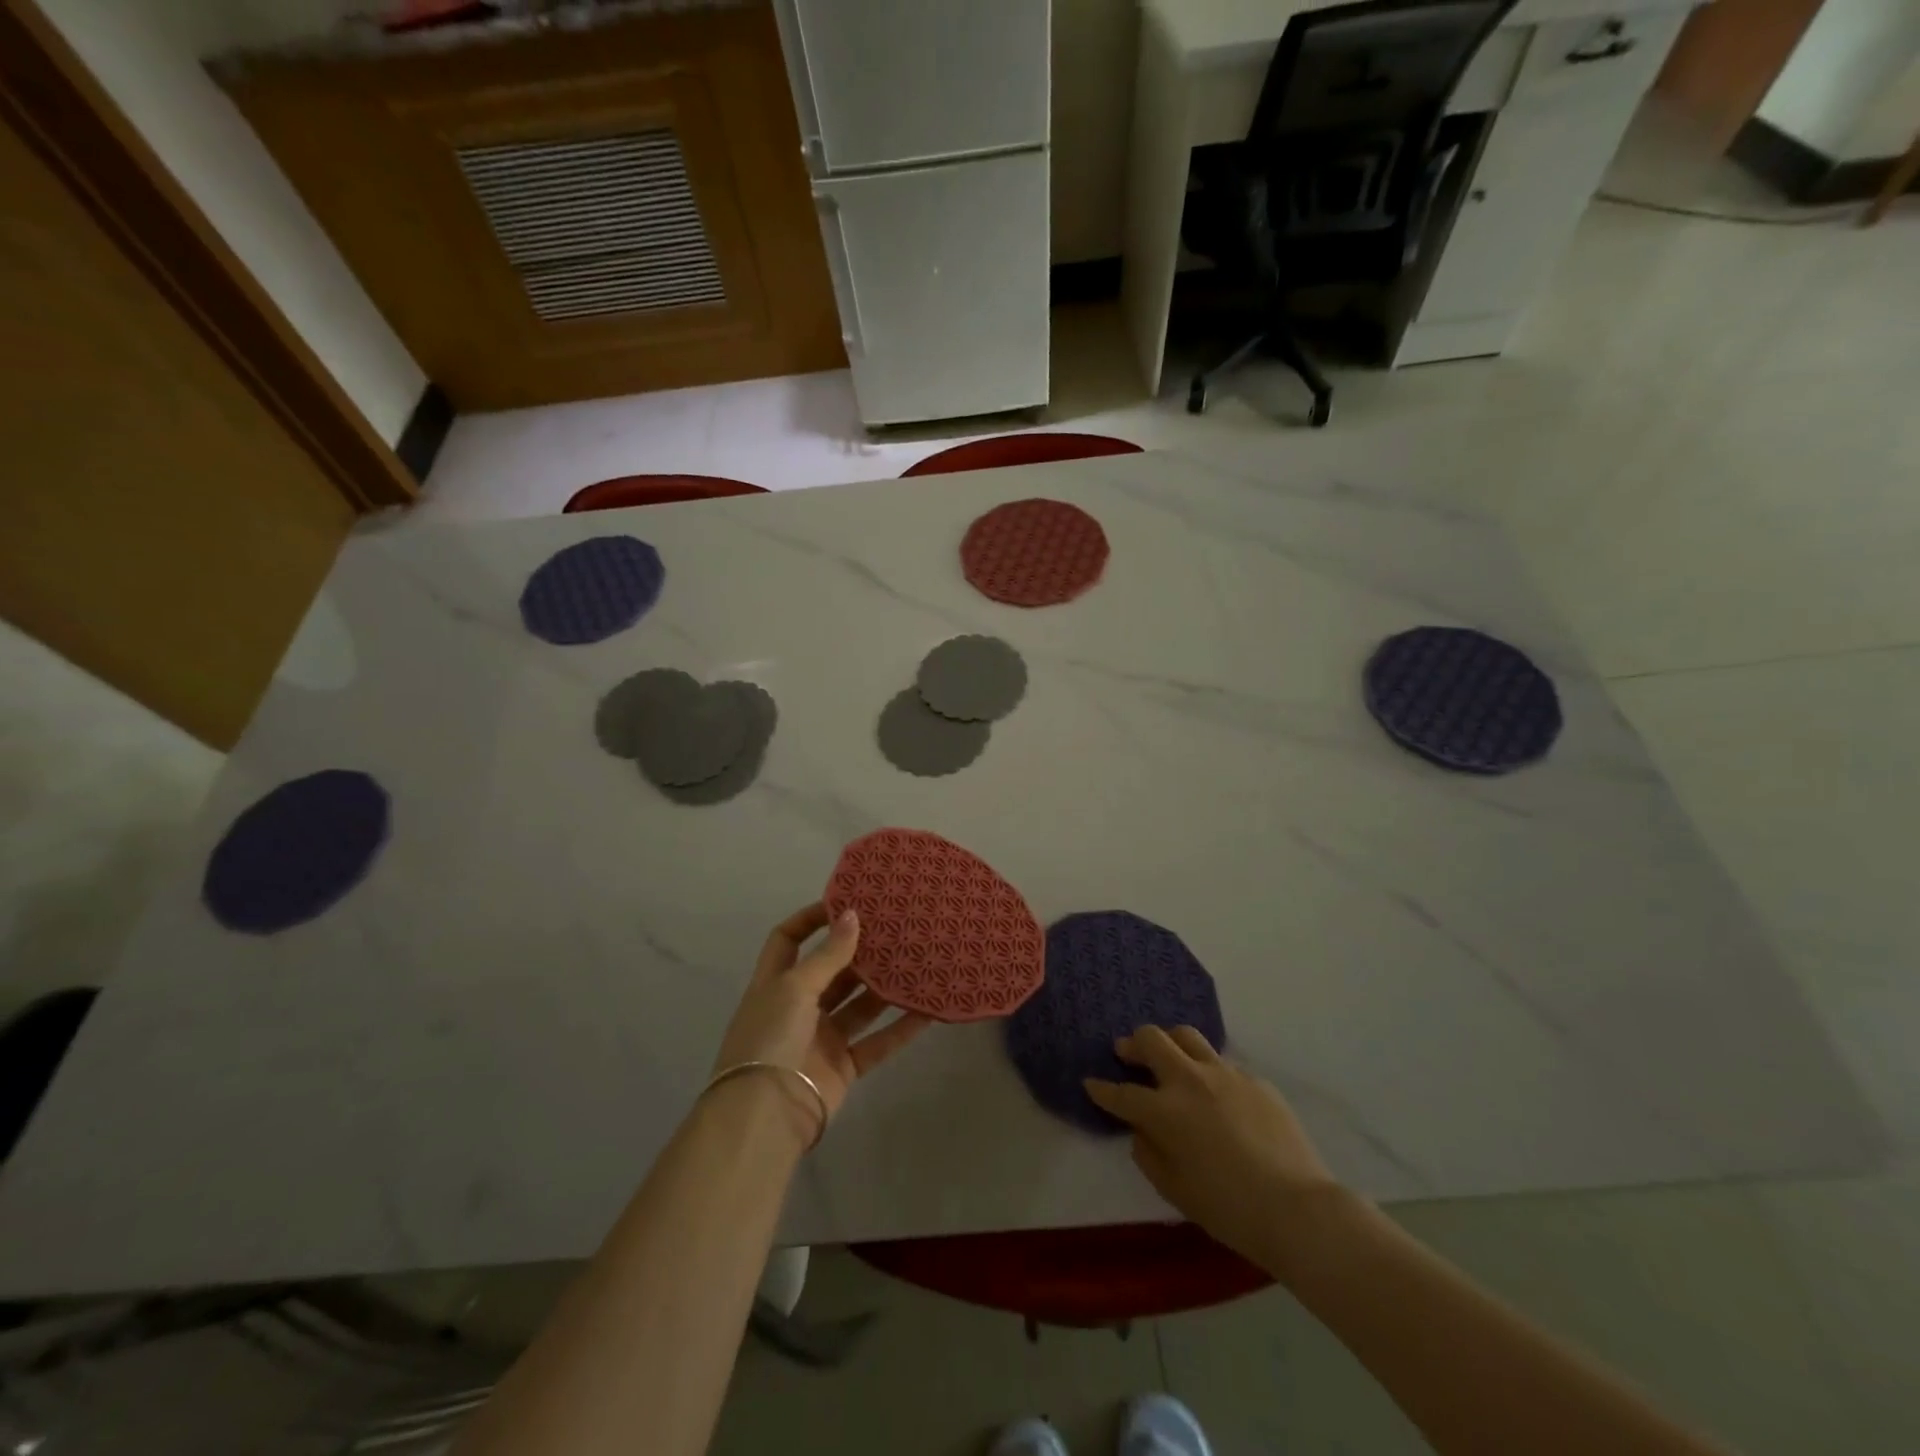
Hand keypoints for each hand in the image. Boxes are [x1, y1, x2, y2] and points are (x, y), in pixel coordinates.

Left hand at [712, 904, 929, 1139]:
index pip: (789, 939)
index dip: (812, 919)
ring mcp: (821, 1038)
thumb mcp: (794, 988)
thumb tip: (852, 914)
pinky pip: (877, 1042)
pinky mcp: (843, 1067)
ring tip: (917, 961)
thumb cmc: (771, 1038)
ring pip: (859, 1005)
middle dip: (859, 951)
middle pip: (831, 971)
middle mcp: (797, 1007)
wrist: (766, 1115)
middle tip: (894, 929)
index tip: (847, 903)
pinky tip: (927, 1011)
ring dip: (884, 987)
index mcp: (775, 983)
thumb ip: (828, 955)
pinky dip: (901, 1029)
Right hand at [1084, 1026, 1339, 1265]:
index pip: (1121, 1093)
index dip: (1101, 1089)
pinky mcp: (1255, 1079)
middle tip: (1126, 1053)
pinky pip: (1222, 1065)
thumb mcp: (1174, 1190)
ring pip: (1187, 1036)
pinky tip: (1216, 1095)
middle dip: (1132, 1044)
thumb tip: (1143, 1131)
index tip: (1091, 1083)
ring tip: (1167, 1057)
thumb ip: (1148, 1154)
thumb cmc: (1229, 1210)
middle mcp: (1190, 1080)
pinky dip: (1208, 1072)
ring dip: (1169, 1042)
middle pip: (1151, 1039)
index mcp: (1165, 1110)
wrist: (1299, 1209)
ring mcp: (1225, 1074)